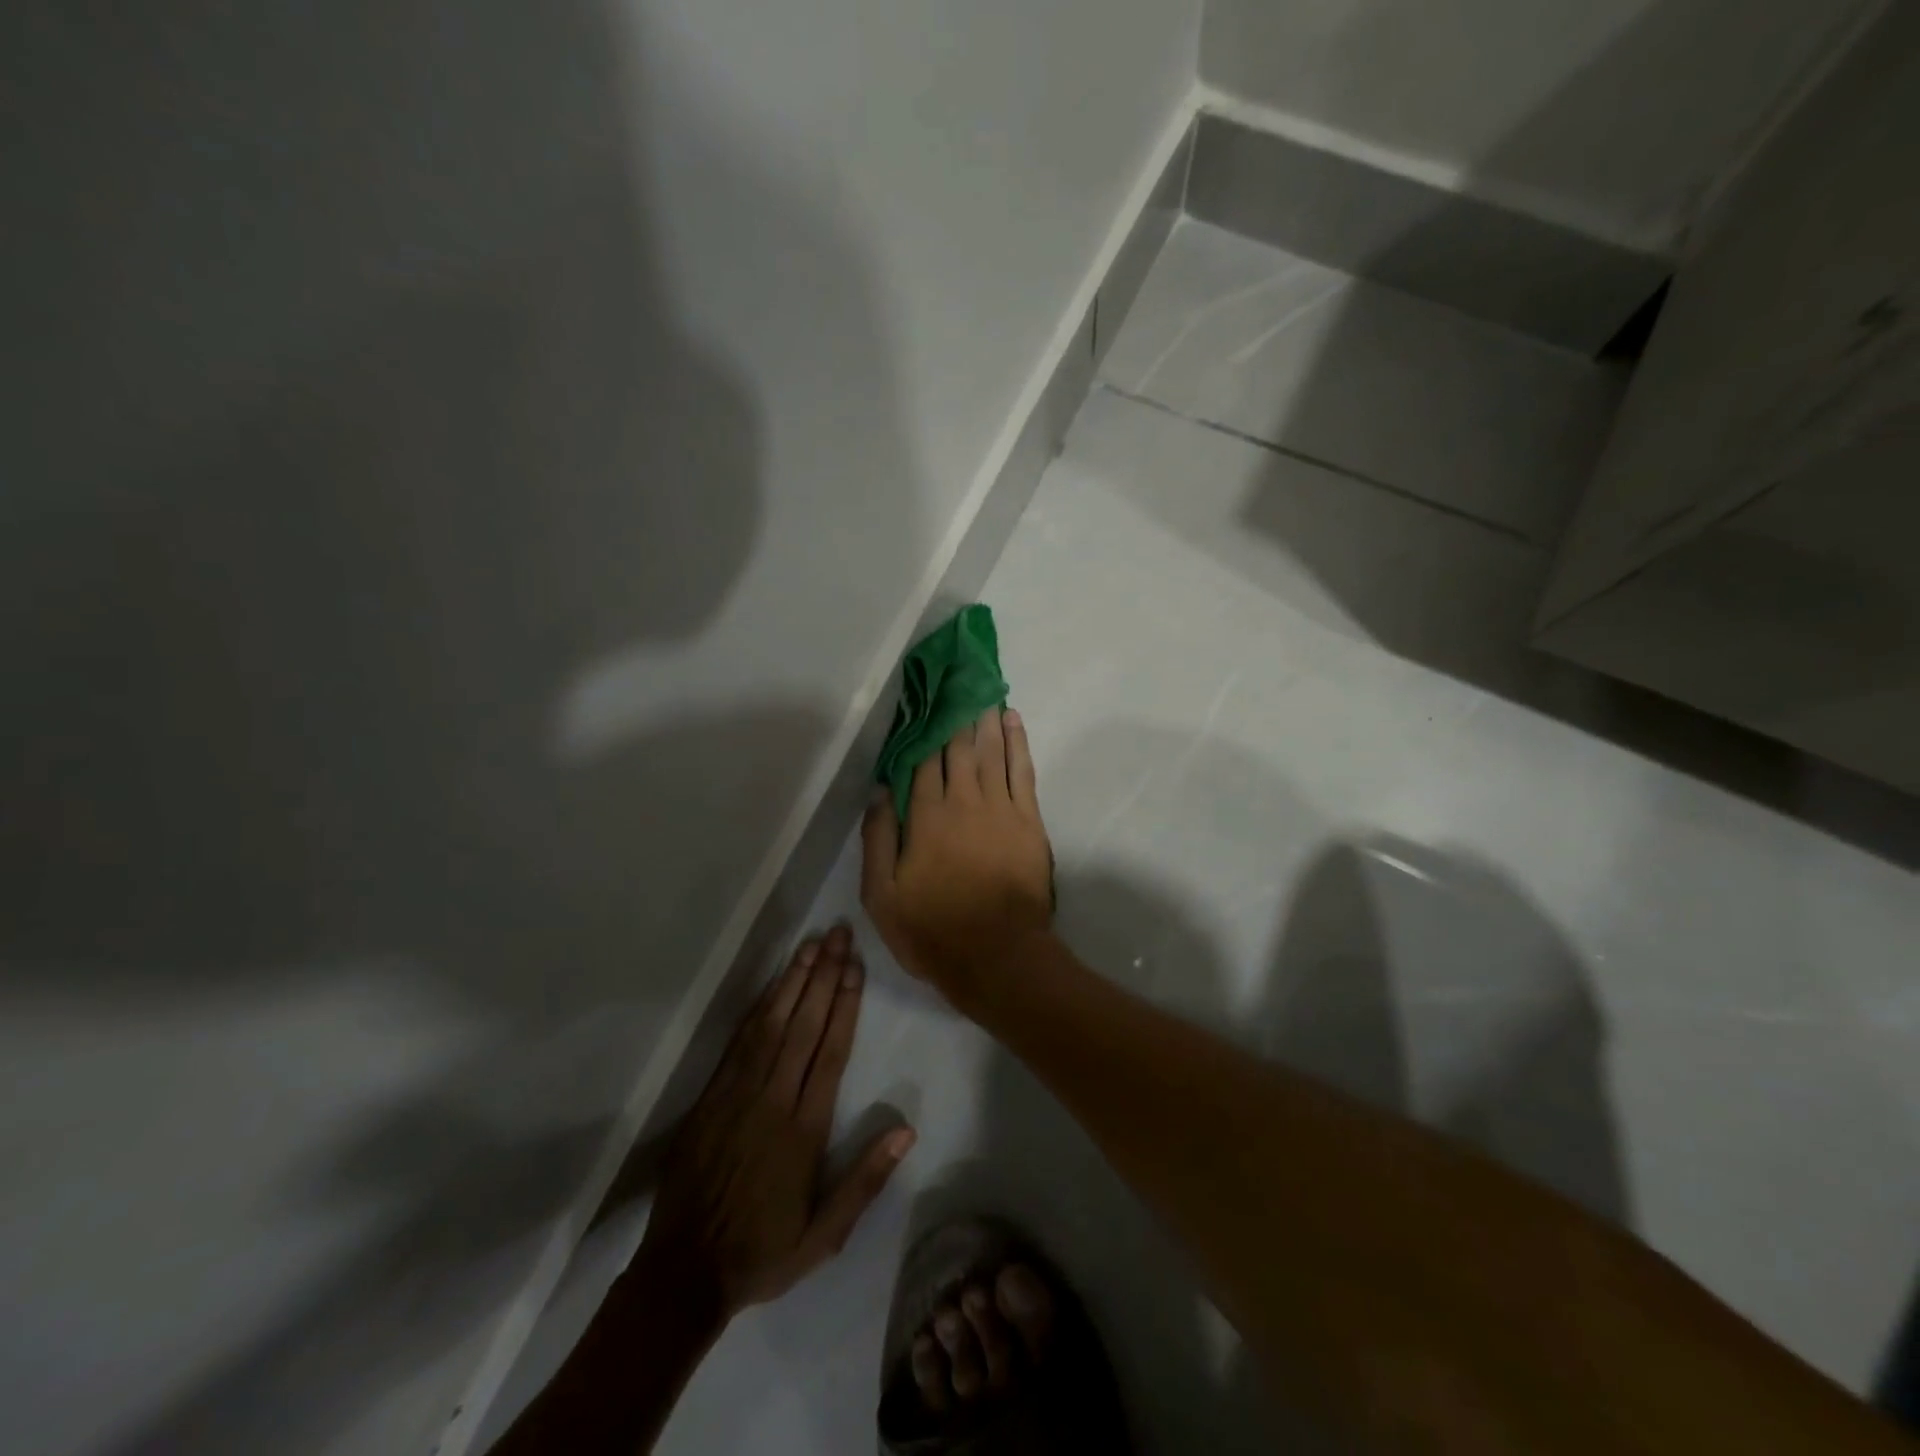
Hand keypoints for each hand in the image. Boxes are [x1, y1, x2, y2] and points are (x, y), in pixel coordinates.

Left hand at [637, 926, 914, 1319]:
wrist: (682, 1272)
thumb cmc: (763, 1252)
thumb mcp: (824, 1236)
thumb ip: (864, 1182)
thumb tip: (906, 1130)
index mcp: (803, 1129)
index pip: (830, 1051)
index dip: (845, 1004)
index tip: (856, 966)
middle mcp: (773, 1099)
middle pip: (803, 1024)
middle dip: (823, 975)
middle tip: (838, 934)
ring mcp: (737, 1094)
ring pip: (771, 1024)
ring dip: (792, 981)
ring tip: (811, 945)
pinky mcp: (711, 1096)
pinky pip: (739, 1042)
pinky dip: (758, 1008)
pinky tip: (772, 985)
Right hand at [861, 707, 1054, 1009]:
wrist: (998, 956)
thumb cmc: (933, 929)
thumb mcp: (883, 895)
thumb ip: (879, 839)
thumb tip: (879, 791)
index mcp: (926, 817)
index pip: (922, 761)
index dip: (922, 729)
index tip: (923, 699)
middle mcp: (963, 801)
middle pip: (958, 747)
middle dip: (954, 711)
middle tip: (955, 678)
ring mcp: (1000, 808)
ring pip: (991, 750)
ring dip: (984, 717)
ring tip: (981, 686)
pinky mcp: (1029, 820)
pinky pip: (1023, 770)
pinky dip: (1017, 741)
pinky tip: (1012, 720)